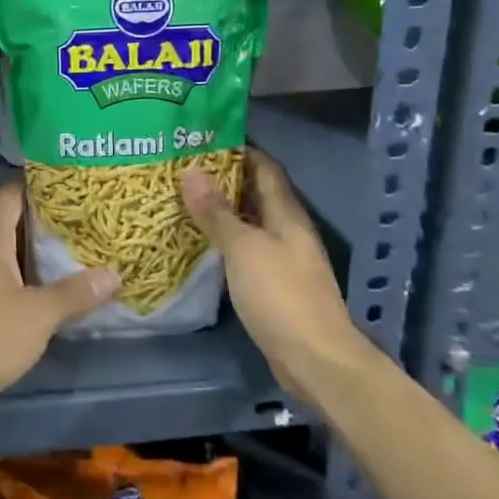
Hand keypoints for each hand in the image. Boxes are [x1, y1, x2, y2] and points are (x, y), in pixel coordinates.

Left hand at [0, 181, 118, 419]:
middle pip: (9, 221)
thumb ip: (75, 293)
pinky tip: (46, 286)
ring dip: (33, 250)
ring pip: (4, 251)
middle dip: (43, 218)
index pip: (9, 194)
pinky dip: (22, 274)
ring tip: (72, 248)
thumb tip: (114, 274)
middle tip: (81, 216)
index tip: (67, 182)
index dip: (35, 184)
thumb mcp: (39, 315)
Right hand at [182, 150, 368, 398]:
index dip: (240, 151)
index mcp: (286, 214)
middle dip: (224, 180)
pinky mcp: (275, 285)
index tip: (204, 140)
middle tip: (183, 168)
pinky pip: (247, 251)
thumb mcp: (243, 248)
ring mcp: (283, 259)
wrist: (315, 359)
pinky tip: (200, 243)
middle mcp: (288, 231)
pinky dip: (225, 241)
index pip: (265, 168)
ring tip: (183, 199)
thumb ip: (216, 212)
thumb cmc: (281, 295)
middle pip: (256, 194)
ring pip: (250, 223)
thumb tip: (191, 171)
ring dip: (222, 211)